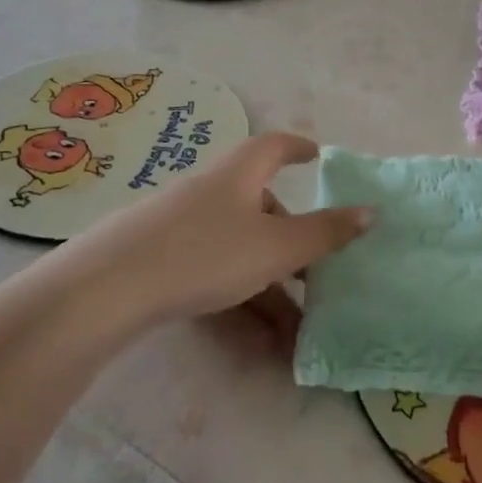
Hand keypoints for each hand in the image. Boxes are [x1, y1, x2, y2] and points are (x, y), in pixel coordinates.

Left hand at [64, 132, 371, 328]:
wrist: (111, 286)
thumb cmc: (206, 252)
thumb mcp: (275, 247)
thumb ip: (324, 233)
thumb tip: (370, 212)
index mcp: (241, 173)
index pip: (276, 146)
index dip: (299, 147)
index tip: (317, 154)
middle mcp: (213, 189)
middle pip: (260, 201)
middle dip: (290, 233)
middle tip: (316, 265)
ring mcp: (183, 222)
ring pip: (239, 244)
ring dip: (269, 279)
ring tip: (295, 326)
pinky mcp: (161, 255)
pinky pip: (214, 268)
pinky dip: (240, 294)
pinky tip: (254, 336)